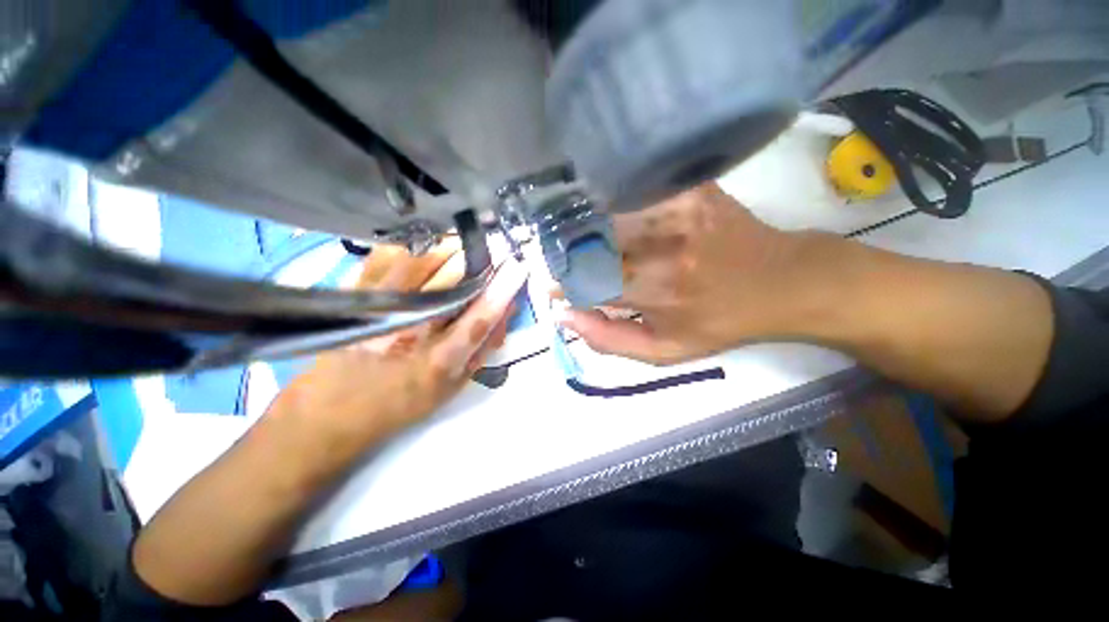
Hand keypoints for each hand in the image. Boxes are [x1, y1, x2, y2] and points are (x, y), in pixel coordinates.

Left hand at [268, 241, 526, 451]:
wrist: (334, 411)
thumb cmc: (404, 401)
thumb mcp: (454, 385)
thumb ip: (484, 346)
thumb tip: (507, 308)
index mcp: (440, 362)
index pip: (479, 318)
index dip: (502, 290)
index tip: (518, 266)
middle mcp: (410, 333)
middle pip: (451, 282)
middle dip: (478, 259)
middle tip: (492, 249)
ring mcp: (379, 312)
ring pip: (420, 262)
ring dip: (448, 246)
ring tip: (462, 244)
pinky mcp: (354, 298)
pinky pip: (385, 257)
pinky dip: (411, 245)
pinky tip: (425, 245)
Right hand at [558, 183, 824, 363]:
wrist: (778, 281)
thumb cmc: (716, 322)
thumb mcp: (664, 349)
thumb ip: (610, 338)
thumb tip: (564, 317)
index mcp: (655, 292)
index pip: (586, 283)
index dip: (564, 285)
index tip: (555, 288)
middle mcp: (662, 249)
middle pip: (591, 245)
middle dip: (568, 256)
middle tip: (562, 262)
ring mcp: (677, 212)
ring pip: (607, 215)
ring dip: (584, 229)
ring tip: (579, 240)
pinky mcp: (690, 190)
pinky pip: (634, 192)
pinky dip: (611, 203)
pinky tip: (606, 213)